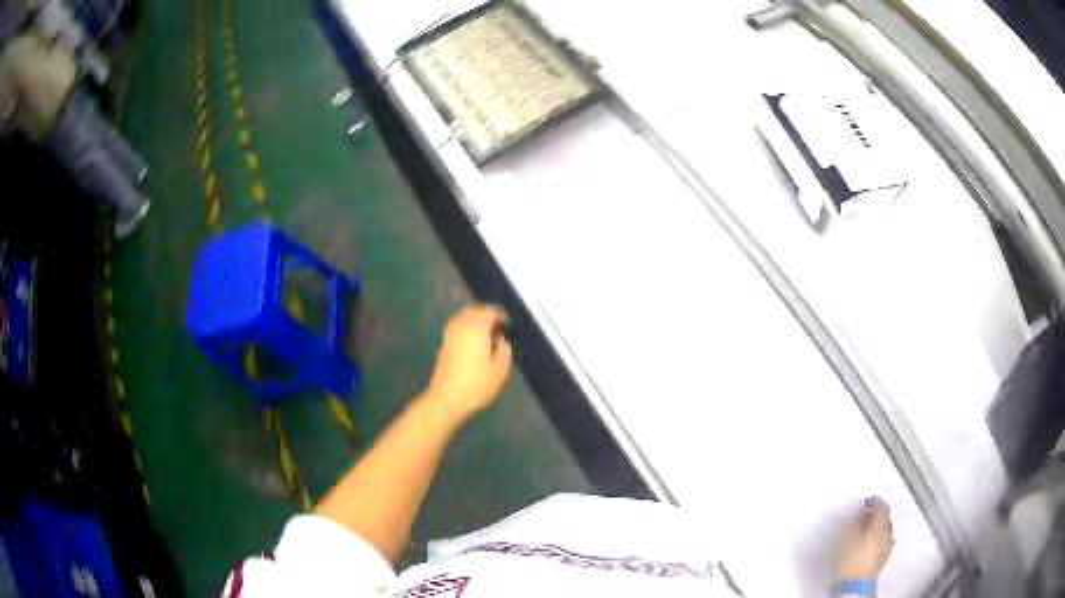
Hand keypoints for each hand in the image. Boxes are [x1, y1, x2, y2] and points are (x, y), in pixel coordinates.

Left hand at [423, 304, 512, 423]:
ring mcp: (450, 334)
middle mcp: (461, 326)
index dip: (501, 316)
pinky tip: (473, 341)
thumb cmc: (477, 385)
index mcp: (477, 328)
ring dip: (475, 320)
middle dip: (486, 314)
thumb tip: (501, 339)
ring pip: (463, 317)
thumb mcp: (501, 369)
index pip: (490, 312)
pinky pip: (457, 327)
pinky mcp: (444, 344)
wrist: (447, 399)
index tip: (509, 325)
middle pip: (474, 311)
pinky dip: (466, 328)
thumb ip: (505, 349)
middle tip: (498, 325)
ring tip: (486, 333)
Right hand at [837, 497, 893, 580]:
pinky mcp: (882, 559)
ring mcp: (886, 547)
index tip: (865, 501)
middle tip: (862, 515)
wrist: (854, 585)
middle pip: (884, 518)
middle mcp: (888, 533)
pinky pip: (881, 543)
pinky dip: (875, 540)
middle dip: (874, 515)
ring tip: (862, 531)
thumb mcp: (847, 536)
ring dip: (875, 528)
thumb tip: (856, 509)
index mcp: (881, 525)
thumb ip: (853, 519)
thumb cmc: (851, 560)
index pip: (881, 505)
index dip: (873, 501)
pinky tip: (865, 545)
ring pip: (883, 531)